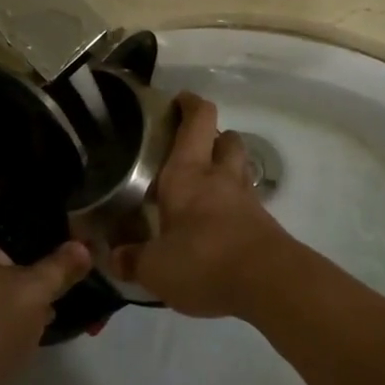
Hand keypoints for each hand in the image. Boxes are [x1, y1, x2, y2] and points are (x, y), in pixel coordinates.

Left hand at [0, 179, 91, 384]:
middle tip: (63, 204)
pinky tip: (48, 277)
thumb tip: (87, 247)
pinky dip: (15, 276)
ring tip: (62, 237)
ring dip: (24, 251)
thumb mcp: (32, 295)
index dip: (11, 175)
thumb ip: (61, 266)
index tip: (41, 167)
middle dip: (27, 216)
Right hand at [108, 93, 293, 317]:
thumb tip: (114, 258)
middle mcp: (219, 176)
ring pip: (239, 166)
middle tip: (189, 150)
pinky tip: (218, 223)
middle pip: (225, 137)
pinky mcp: (264, 223)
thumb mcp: (155, 268)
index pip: (197, 120)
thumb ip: (133, 260)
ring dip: (225, 167)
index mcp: (188, 173)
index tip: (178, 101)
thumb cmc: (203, 261)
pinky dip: (234, 203)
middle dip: (211, 136)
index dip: (190, 104)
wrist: (269, 283)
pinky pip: (247, 200)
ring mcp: (246, 198)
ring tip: (203, 185)